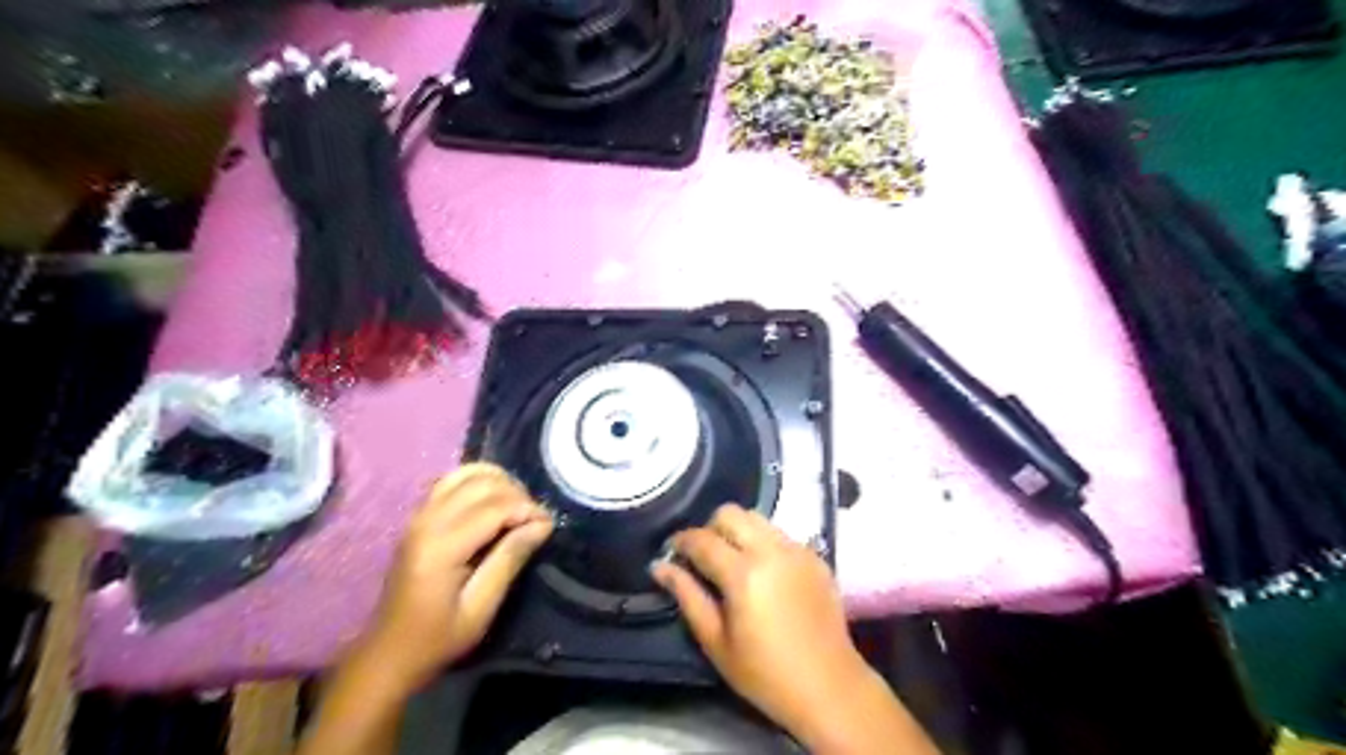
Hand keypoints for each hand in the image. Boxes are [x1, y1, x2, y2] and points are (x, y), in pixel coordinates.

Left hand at [361, 464, 553, 691]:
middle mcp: (427, 520)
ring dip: (499, 482)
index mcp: (441, 547)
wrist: (388, 653)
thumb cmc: (437, 638)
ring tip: (517, 507)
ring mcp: (419, 514)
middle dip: (517, 493)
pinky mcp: (418, 515)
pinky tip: (493, 501)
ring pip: (467, 473)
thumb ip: (510, 560)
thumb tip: (542, 524)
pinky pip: (452, 480)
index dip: (528, 509)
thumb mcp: (481, 608)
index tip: (548, 526)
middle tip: (534, 520)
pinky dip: (478, 481)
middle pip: (482, 482)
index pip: (495, 506)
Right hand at [651, 506, 873, 739]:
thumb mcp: (716, 642)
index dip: (680, 541)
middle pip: (730, 513)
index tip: (671, 552)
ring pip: (757, 518)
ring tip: (733, 561)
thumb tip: (659, 566)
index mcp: (743, 574)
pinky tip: (763, 572)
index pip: (702, 539)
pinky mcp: (815, 555)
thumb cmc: (764, 673)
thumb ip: (687, 596)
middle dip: (710, 528)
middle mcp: (771, 550)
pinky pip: (780, 533)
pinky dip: (763, 542)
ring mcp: (797, 549)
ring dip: (738, 531)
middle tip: (704, 557)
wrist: (829, 686)